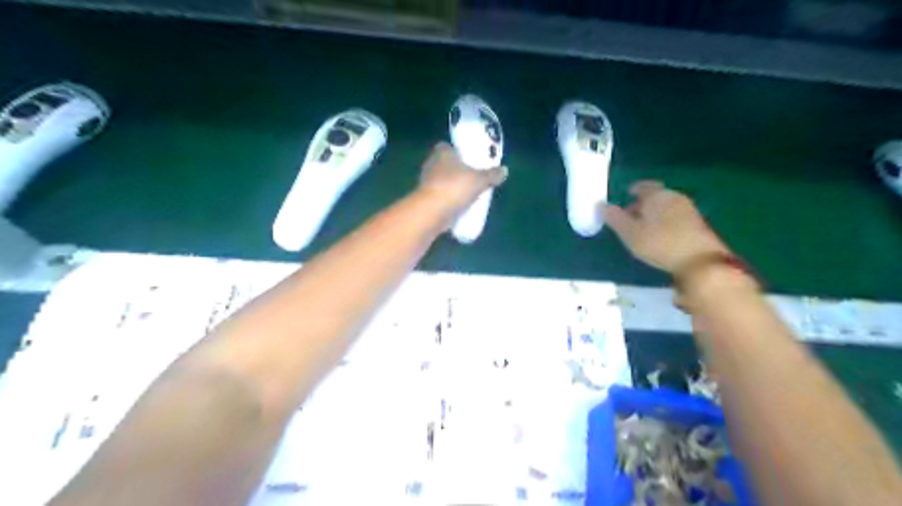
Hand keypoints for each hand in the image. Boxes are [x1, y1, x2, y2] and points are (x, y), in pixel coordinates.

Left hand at [417, 142, 506, 213]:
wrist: (432, 211)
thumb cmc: (455, 187)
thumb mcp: (479, 180)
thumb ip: (491, 175)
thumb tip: (504, 170)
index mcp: (442, 152)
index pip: (447, 146)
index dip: (457, 151)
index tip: (468, 159)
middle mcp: (431, 163)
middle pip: (445, 164)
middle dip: (456, 170)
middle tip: (472, 177)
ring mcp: (426, 182)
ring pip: (442, 180)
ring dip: (452, 186)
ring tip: (467, 193)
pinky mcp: (425, 198)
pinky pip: (439, 196)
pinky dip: (447, 199)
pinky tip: (458, 206)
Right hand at [600, 183, 727, 274]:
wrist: (699, 262)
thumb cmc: (659, 243)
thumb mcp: (629, 233)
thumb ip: (614, 218)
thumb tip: (600, 205)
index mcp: (657, 195)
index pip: (643, 186)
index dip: (633, 190)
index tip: (625, 195)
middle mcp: (675, 197)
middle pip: (655, 196)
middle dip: (641, 204)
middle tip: (629, 216)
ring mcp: (689, 210)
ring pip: (666, 207)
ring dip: (653, 214)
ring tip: (642, 229)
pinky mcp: (697, 225)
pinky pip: (675, 217)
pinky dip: (665, 222)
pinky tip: (659, 236)